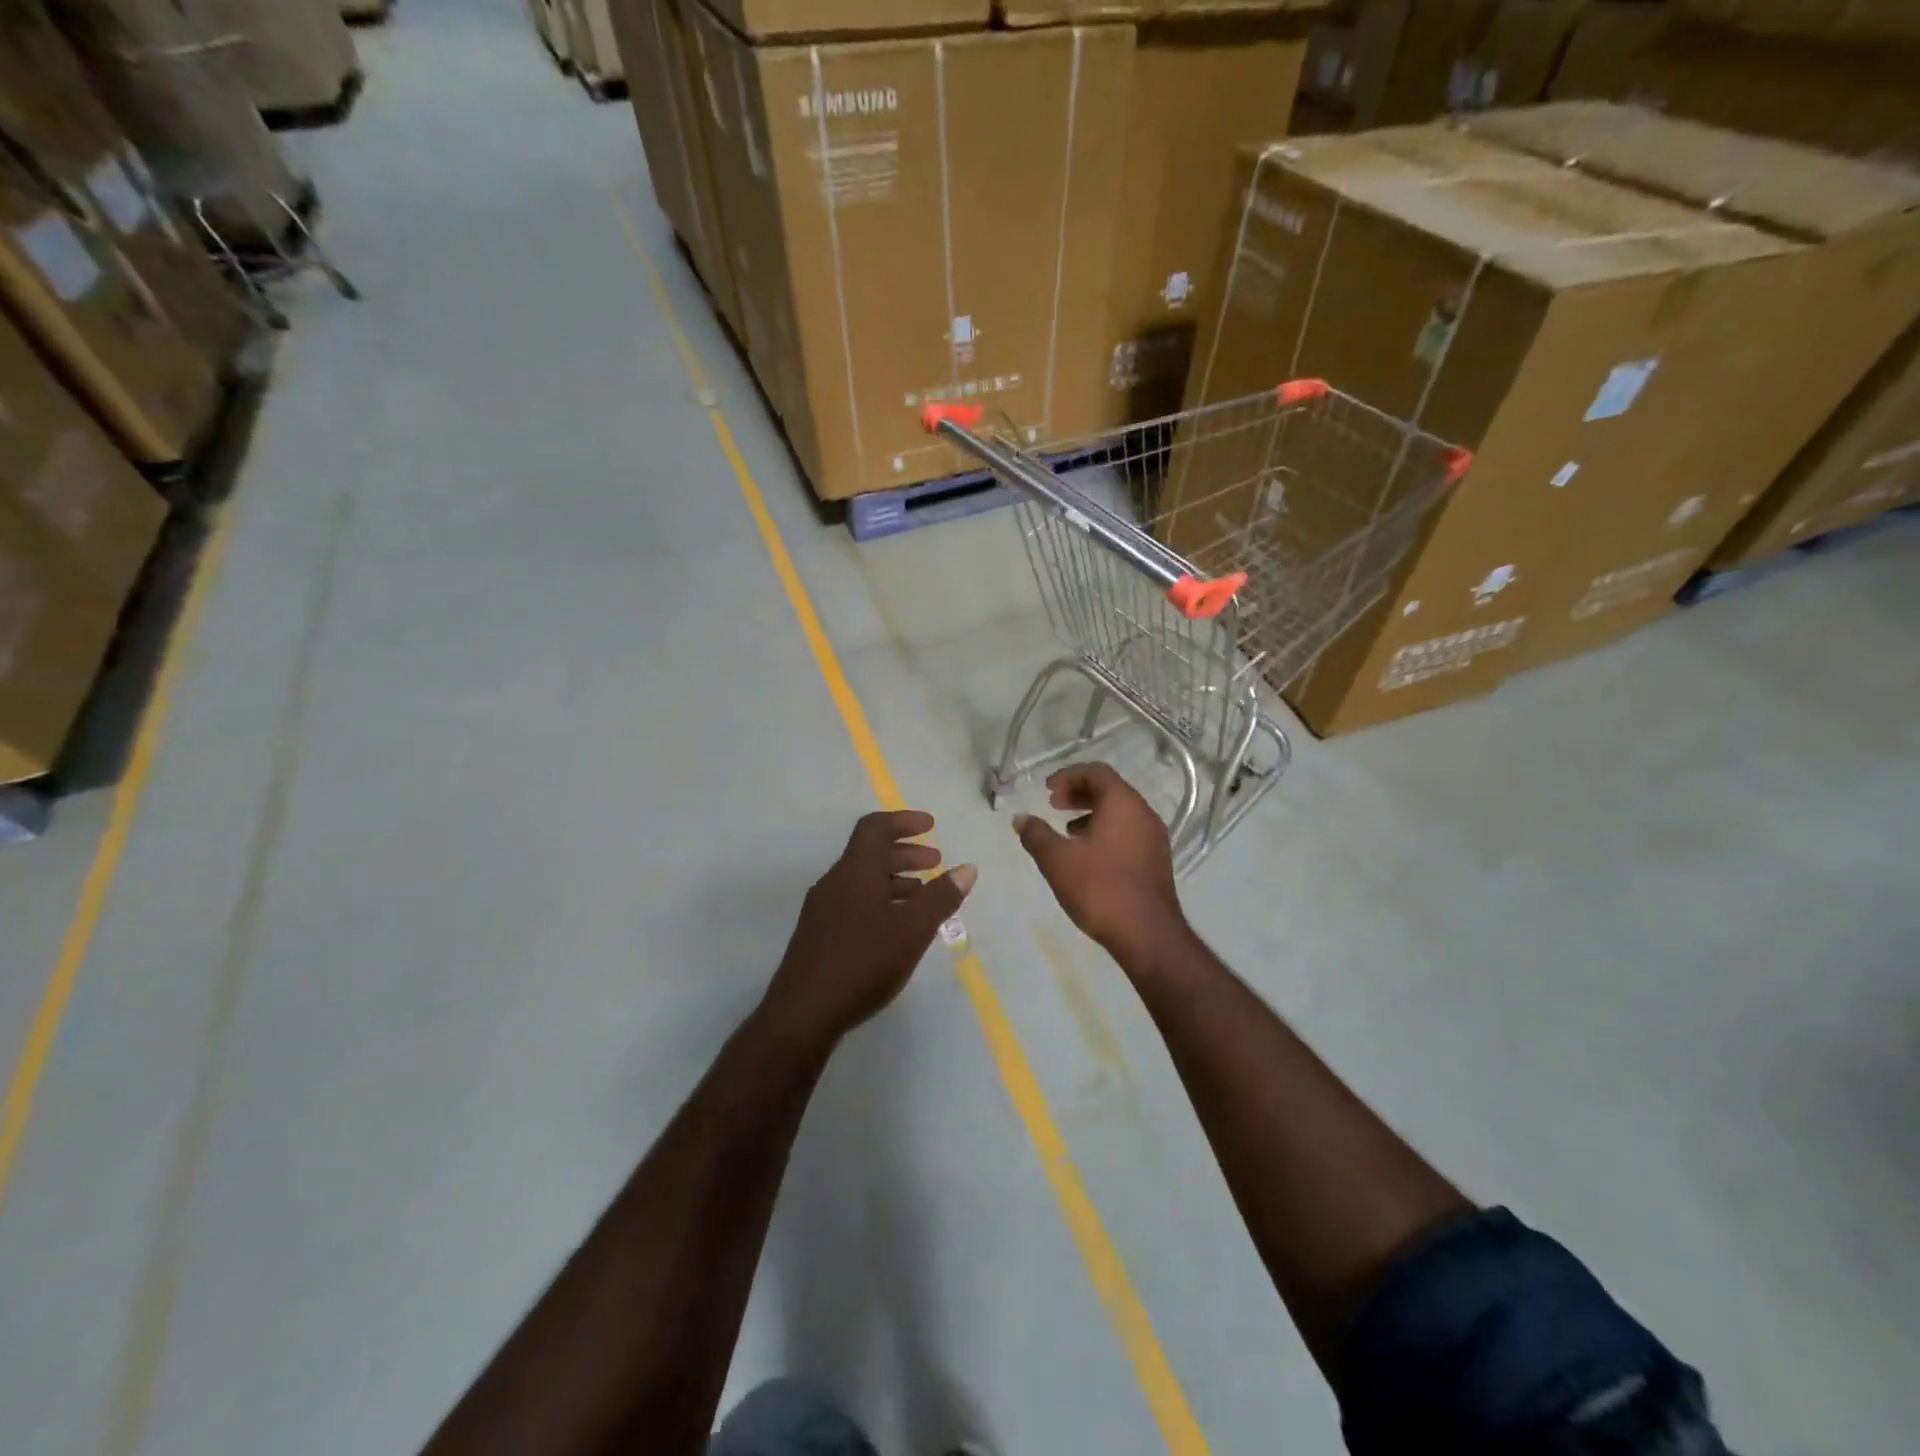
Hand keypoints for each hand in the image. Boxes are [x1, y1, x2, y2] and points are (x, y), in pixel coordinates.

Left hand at [764, 810, 975, 1043]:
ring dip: (894, 880)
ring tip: (923, 896)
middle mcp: (835, 882)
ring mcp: (822, 910)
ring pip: (862, 881)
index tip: (931, 826)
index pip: (875, 827)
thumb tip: (967, 868)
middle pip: (870, 853)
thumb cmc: (863, 961)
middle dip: (905, 853)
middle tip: (935, 862)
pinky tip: (896, 928)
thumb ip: (941, 897)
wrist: (802, 1013)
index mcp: (855, 871)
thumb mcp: (912, 929)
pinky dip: (880, 901)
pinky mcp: (818, 936)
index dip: (904, 821)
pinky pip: (854, 902)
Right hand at [1014, 764, 1187, 965]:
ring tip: (1067, 830)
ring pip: (1120, 812)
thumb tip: (1021, 819)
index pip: (1097, 772)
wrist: (1147, 934)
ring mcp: (1154, 837)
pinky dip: (1106, 830)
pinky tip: (1087, 855)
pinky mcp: (1156, 859)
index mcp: (1123, 803)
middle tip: (1053, 804)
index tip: (1047, 789)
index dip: (1069, 775)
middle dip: (1079, 793)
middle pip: (1110, 789)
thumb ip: (1036, 834)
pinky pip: (1128, 831)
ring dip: (1092, 813)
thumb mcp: (1058, 860)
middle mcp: (1144, 813)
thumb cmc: (1100, 888)